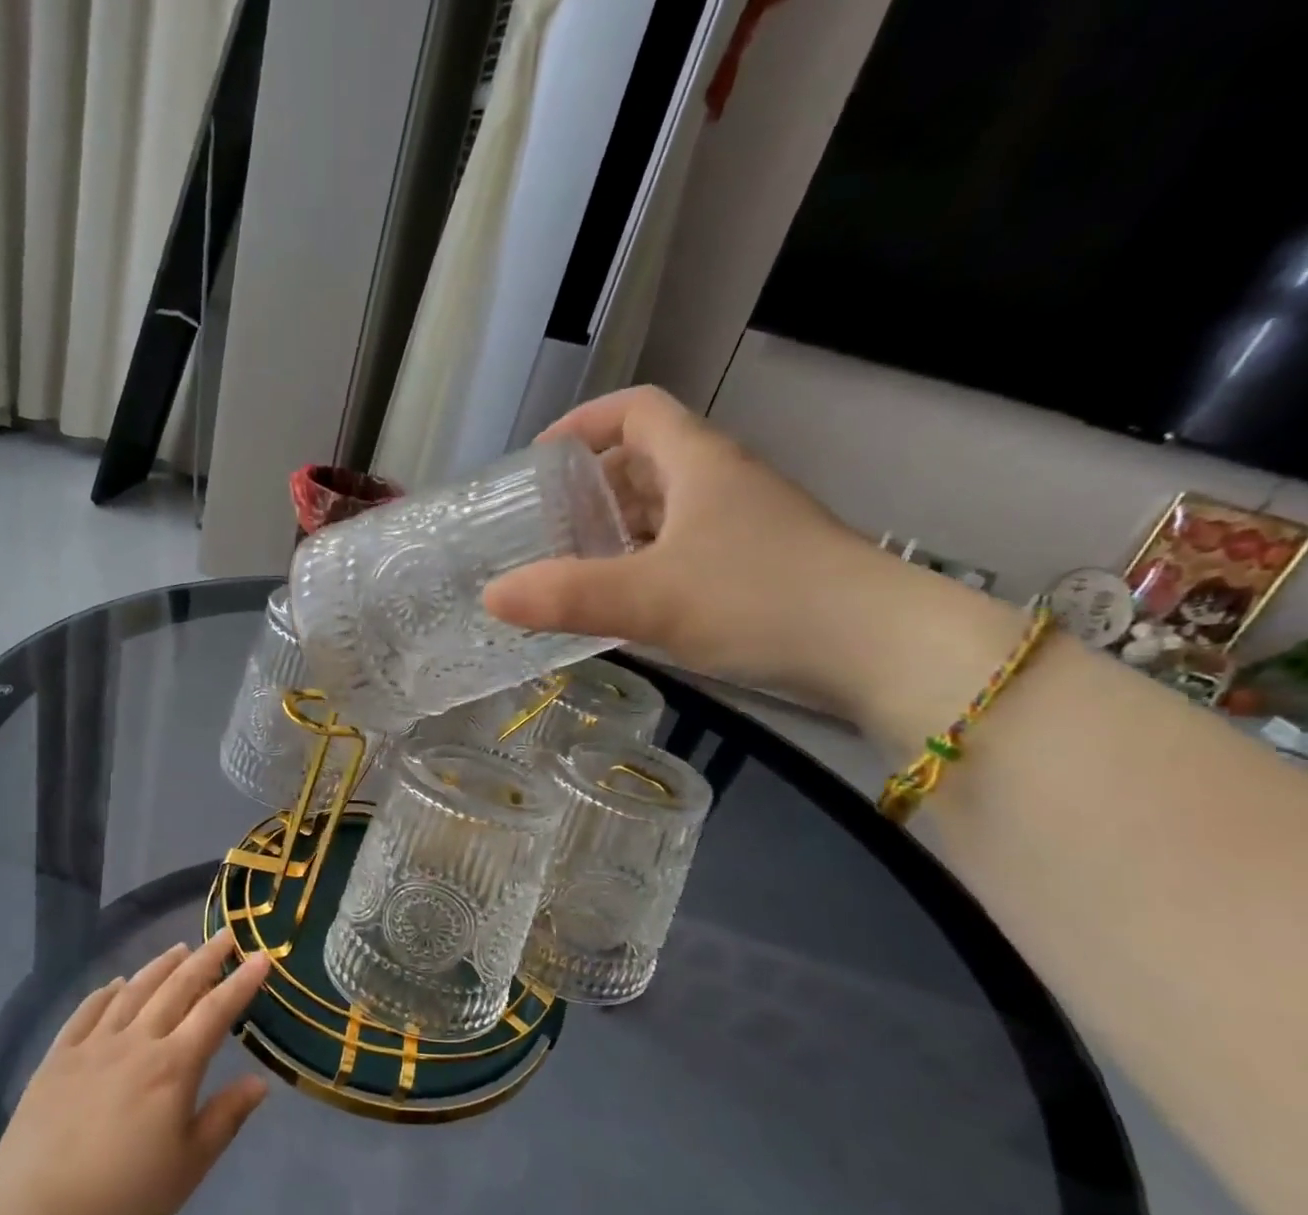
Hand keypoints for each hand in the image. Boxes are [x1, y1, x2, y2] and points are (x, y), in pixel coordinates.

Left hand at [0, 933, 272, 1214]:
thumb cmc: (123, 1198)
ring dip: (160, 966)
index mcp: (173, 1067)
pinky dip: (106, 992)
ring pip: (134, 991)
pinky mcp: (57, 1058)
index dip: (241, 982)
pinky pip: (86, 1012)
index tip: (261, 957)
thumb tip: (260, 1081)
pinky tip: (116, 984)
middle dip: (206, 958)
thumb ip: (225, 1117)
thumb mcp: (188, 1166)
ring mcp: (93, 1046)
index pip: (215, 1011)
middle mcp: (136, 1042)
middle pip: (177, 987)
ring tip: (180, 949)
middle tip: (225, 935)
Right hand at [483, 386, 913, 715]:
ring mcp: (744, 528)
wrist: (878, 649)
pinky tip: (624, 605)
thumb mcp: (652, 598)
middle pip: (646, 461)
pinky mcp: (757, 570)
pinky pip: (683, 552)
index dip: (584, 422)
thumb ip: (568, 596)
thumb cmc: (761, 600)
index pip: (636, 409)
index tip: (540, 460)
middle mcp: (722, 484)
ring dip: (616, 531)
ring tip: (570, 568)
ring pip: (665, 511)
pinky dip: (645, 566)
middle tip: (543, 527)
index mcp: (699, 463)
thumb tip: (491, 596)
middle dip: (589, 487)